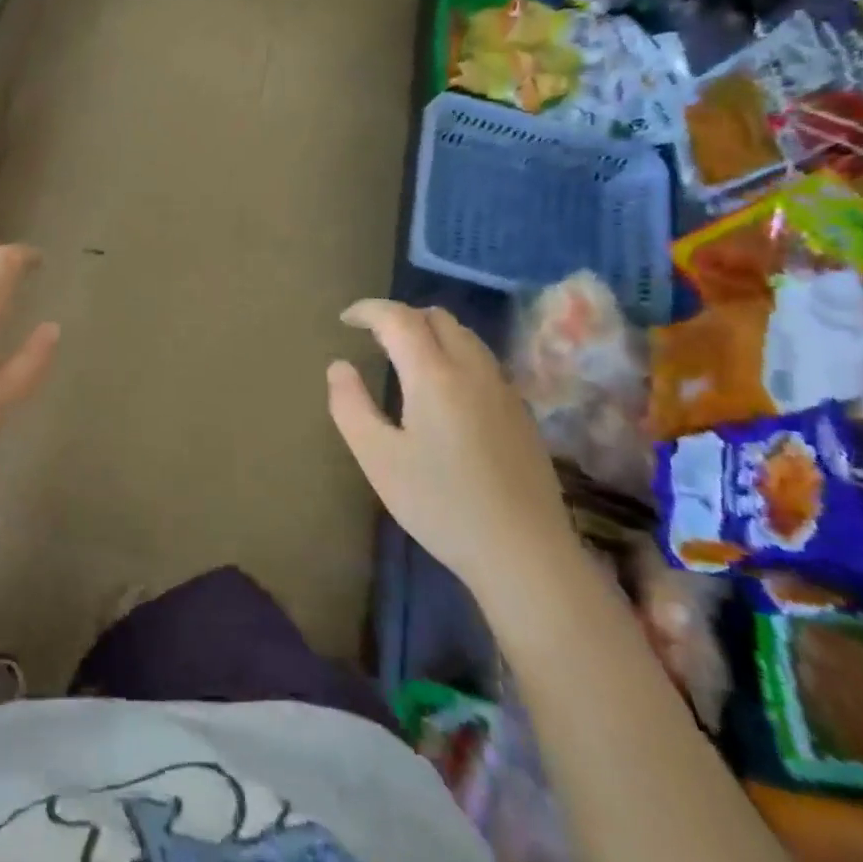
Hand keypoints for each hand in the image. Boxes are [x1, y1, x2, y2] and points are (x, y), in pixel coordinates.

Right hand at [327, 301, 574, 602]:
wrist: (523, 552)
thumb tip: (339, 366)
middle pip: (437, 318)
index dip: (369, 310)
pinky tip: (444, 390)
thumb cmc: (440, 504)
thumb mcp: (377, 458)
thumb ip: (350, 405)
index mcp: (434, 375)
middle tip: (373, 339)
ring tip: (405, 358)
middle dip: (401, 317)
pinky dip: (454, 354)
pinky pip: (482, 361)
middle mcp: (473, 370)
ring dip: (431, 332)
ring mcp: (503, 390)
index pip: (399, 318)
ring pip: (465, 336)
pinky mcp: (521, 413)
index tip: (345, 319)